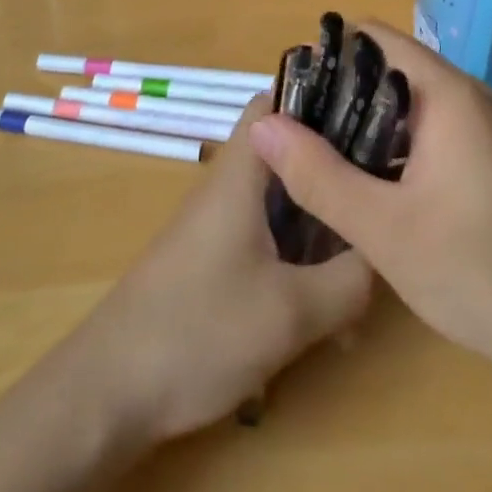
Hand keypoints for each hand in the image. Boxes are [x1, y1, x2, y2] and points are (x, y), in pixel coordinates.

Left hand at [66, 99, 372, 444]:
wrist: (104, 397)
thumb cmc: (197, 333)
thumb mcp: (291, 312)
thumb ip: (350, 279)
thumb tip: (385, 252)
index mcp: (242, 174)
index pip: (279, 100)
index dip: (325, 94)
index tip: (376, 110)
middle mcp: (231, 188)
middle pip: (291, 152)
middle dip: (338, 167)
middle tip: (387, 189)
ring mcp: (221, 226)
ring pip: (285, 202)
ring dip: (325, 224)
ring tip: (371, 258)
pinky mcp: (216, 261)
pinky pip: (272, 239)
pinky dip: (304, 257)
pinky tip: (332, 307)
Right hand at [248, 22, 491, 390]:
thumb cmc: (478, 270)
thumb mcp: (383, 228)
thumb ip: (318, 175)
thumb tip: (263, 124)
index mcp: (449, 94)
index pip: (378, 40)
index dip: (329, 54)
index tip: (289, 86)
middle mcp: (470, 99)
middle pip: (393, 71)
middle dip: (341, 94)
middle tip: (293, 129)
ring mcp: (485, 132)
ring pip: (412, 108)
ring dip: (366, 126)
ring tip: (316, 155)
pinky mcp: (491, 164)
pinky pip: (432, 135)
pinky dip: (395, 148)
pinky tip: (367, 184)